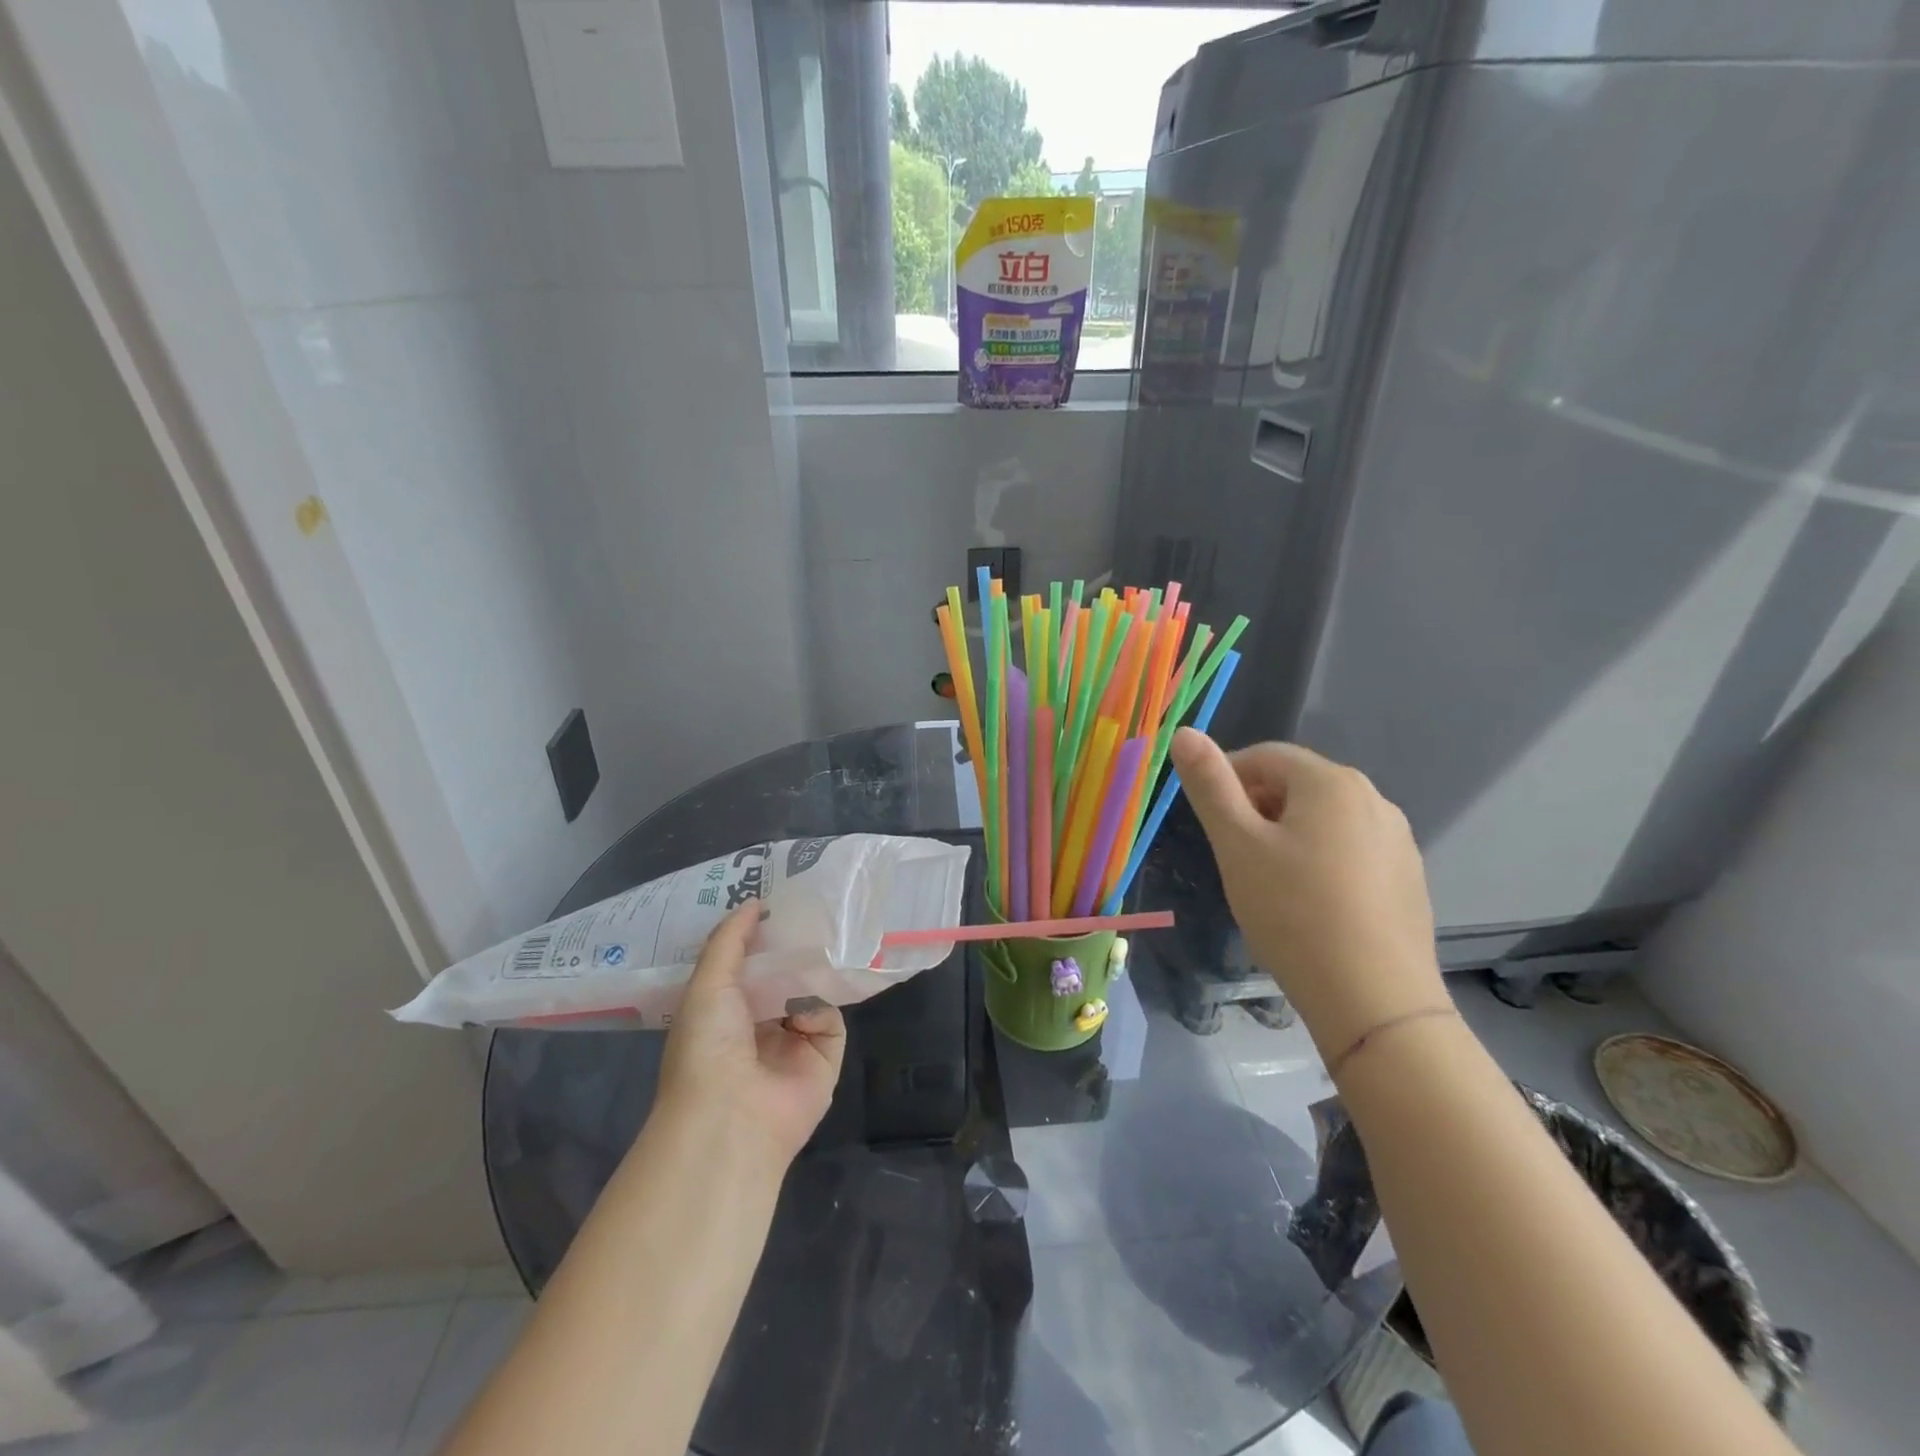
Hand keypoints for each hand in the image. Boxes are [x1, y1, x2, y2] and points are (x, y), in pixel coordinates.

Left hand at [655, 902, 846, 1167]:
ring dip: (812, 973)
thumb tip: (755, 902)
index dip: (758, 937)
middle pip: (782, 977)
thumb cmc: (707, 1046)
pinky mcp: (823, 1058)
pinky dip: (822, 1010)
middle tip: (811, 911)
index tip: (775, 901)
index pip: (746, 966)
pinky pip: (831, 1020)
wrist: (731, 1117)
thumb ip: (730, 940)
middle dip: (792, 950)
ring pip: (810, 994)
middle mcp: (758, 1027)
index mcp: (723, 1012)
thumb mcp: (708, 983)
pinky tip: (809, 1009)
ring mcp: (792, 1044)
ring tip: (824, 940)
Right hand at [1170, 728, 1447, 1058]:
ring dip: (1288, 834)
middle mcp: (1372, 797)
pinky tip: (1311, 904)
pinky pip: (1351, 849)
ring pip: (1325, 819)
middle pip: (1297, 785)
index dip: (1227, 778)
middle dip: (1257, 808)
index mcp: (1330, 782)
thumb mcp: (1236, 845)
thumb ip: (1209, 785)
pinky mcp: (1409, 877)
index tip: (1209, 821)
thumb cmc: (1292, 912)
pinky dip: (1321, 860)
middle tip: (1235, 856)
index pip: (1265, 756)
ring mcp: (1397, 839)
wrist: (1373, 998)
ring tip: (1269, 883)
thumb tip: (1184, 732)